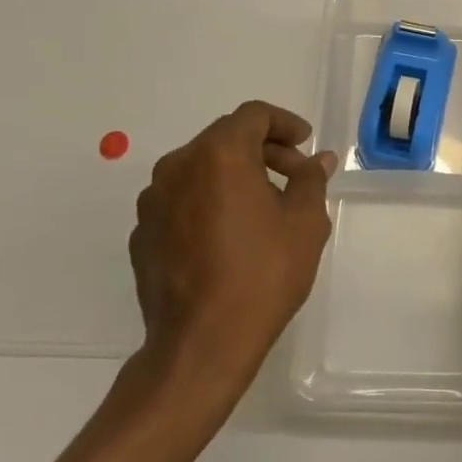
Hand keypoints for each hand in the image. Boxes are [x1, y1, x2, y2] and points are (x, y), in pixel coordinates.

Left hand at [130, 101, 335, 384]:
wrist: (200, 346)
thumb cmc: (262, 275)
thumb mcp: (305, 223)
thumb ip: (310, 179)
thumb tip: (318, 160)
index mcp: (219, 155)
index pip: (253, 115)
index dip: (284, 123)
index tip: (305, 145)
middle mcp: (178, 167)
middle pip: (225, 138)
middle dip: (263, 149)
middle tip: (293, 175)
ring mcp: (154, 202)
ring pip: (201, 168)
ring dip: (234, 174)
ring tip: (263, 207)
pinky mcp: (143, 234)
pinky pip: (182, 199)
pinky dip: (208, 201)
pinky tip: (229, 235)